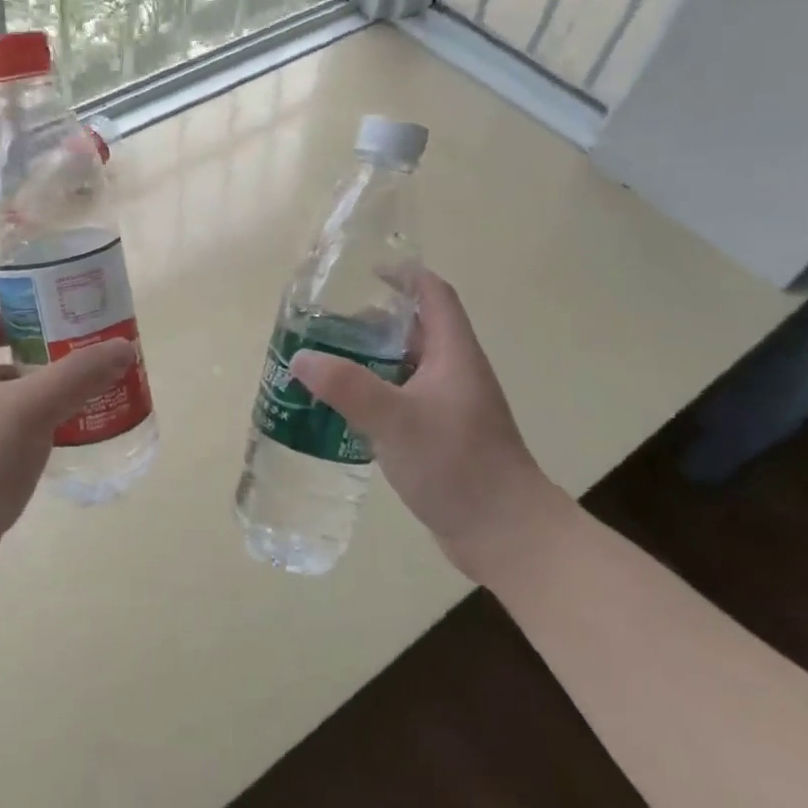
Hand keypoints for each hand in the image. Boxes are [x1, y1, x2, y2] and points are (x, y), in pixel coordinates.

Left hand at [0, 269, 136, 615]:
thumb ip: (77, 375)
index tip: (44, 268)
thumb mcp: (29, 411)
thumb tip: (125, 348)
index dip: (3, 275)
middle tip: (72, 317)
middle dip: (29, 322)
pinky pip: (1, 410)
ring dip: (33, 365)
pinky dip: (30, 403)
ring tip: (76, 362)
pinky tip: (63, 414)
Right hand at [287, 268, 565, 582]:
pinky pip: (403, 401)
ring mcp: (450, 407)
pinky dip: (375, 396)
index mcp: (454, 355)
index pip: (434, 295)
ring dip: (371, 361)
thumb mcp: (396, 421)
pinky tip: (346, 412)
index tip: (365, 272)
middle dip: (374, 322)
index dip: (404, 276)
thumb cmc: (458, 465)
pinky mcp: (442, 437)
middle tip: (327, 326)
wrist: (507, 535)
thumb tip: (301, 358)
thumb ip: (347, 387)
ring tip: (327, 365)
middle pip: (415, 330)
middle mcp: (455, 373)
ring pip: (406, 368)